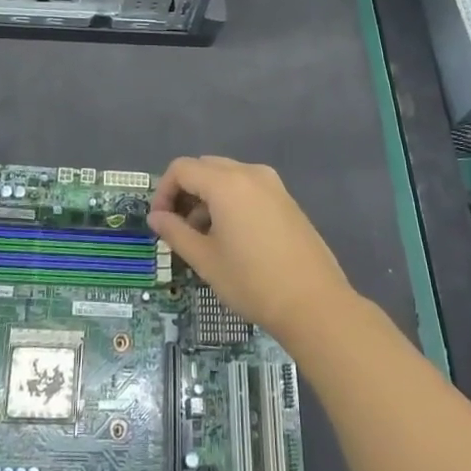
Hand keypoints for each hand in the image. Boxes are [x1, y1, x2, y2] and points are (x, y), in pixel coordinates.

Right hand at [147, 156, 353, 344]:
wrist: (314, 303)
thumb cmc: (252, 281)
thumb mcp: (205, 260)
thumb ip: (175, 232)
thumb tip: (156, 217)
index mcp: (226, 183)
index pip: (182, 169)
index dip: (163, 191)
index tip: (160, 222)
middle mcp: (250, 173)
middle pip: (205, 167)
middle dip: (185, 192)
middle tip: (178, 227)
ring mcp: (272, 184)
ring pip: (227, 176)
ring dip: (207, 196)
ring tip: (204, 237)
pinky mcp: (286, 199)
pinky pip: (248, 187)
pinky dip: (230, 200)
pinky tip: (232, 236)